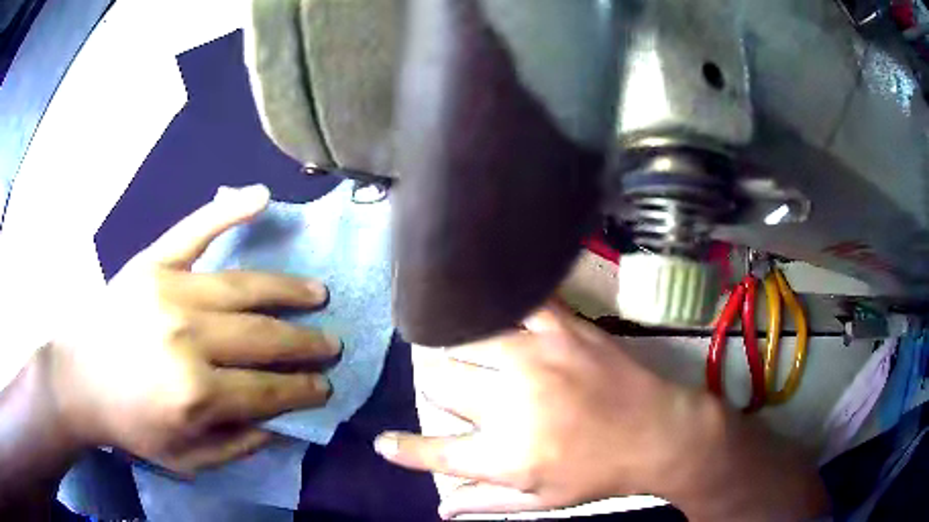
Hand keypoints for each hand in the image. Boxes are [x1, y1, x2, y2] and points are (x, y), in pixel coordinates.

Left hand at [47, 185, 340, 473]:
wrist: (80, 379)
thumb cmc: (131, 424)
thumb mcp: (186, 458)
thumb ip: (237, 445)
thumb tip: (283, 423)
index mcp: (195, 393)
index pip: (267, 390)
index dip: (302, 390)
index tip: (325, 386)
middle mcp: (187, 337)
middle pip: (262, 337)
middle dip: (305, 345)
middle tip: (330, 345)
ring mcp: (169, 290)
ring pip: (243, 287)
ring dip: (287, 291)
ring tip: (317, 294)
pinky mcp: (153, 262)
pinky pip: (195, 229)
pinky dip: (228, 210)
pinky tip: (261, 196)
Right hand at [375, 305, 826, 520]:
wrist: (659, 434)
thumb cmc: (600, 474)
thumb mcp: (543, 501)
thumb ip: (486, 504)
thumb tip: (441, 508)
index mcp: (506, 455)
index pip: (435, 451)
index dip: (402, 449)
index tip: (382, 442)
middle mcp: (512, 405)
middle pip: (442, 385)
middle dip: (435, 387)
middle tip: (445, 387)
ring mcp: (537, 359)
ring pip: (468, 338)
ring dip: (452, 342)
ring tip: (448, 339)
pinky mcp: (563, 330)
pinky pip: (519, 302)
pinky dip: (498, 298)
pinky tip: (484, 292)